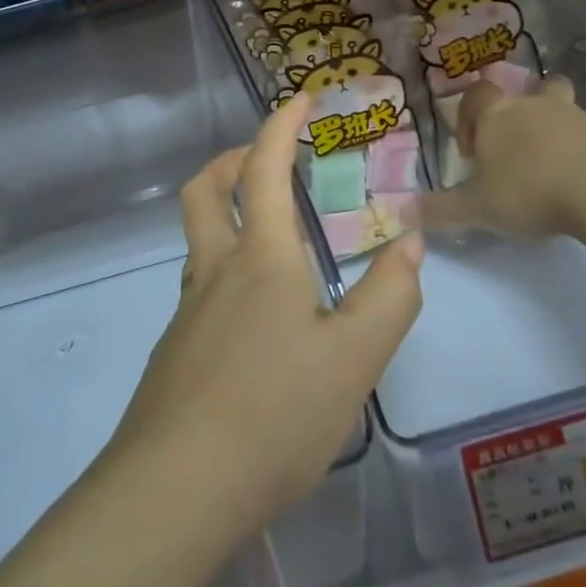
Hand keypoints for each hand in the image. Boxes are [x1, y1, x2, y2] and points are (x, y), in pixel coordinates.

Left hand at [108, 92, 423, 545]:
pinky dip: (226, 268)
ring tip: (272, 235)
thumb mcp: (355, 359)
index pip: (265, 169)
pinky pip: (200, 286)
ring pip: (198, 238)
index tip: (300, 99)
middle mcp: (215, 270)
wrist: (178, 487)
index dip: (281, 125)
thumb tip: (410, 243)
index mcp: (261, 259)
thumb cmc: (275, 413)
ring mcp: (188, 310)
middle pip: (204, 190)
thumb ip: (389, 297)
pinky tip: (258, 315)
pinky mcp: (175, 350)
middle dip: (233, 160)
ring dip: (226, 213)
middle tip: (267, 160)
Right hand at [423, 76, 585, 239]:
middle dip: (516, 112)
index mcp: (495, 115)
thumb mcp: (476, 207)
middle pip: (524, 91)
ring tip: (547, 161)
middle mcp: (531, 106)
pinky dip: (580, 148)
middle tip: (512, 146)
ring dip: (550, 126)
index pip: (475, 96)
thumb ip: (439, 210)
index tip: (471, 151)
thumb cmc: (528, 189)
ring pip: (559, 106)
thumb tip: (399, 214)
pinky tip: (578, 178)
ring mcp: (574, 117)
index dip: (468, 117)